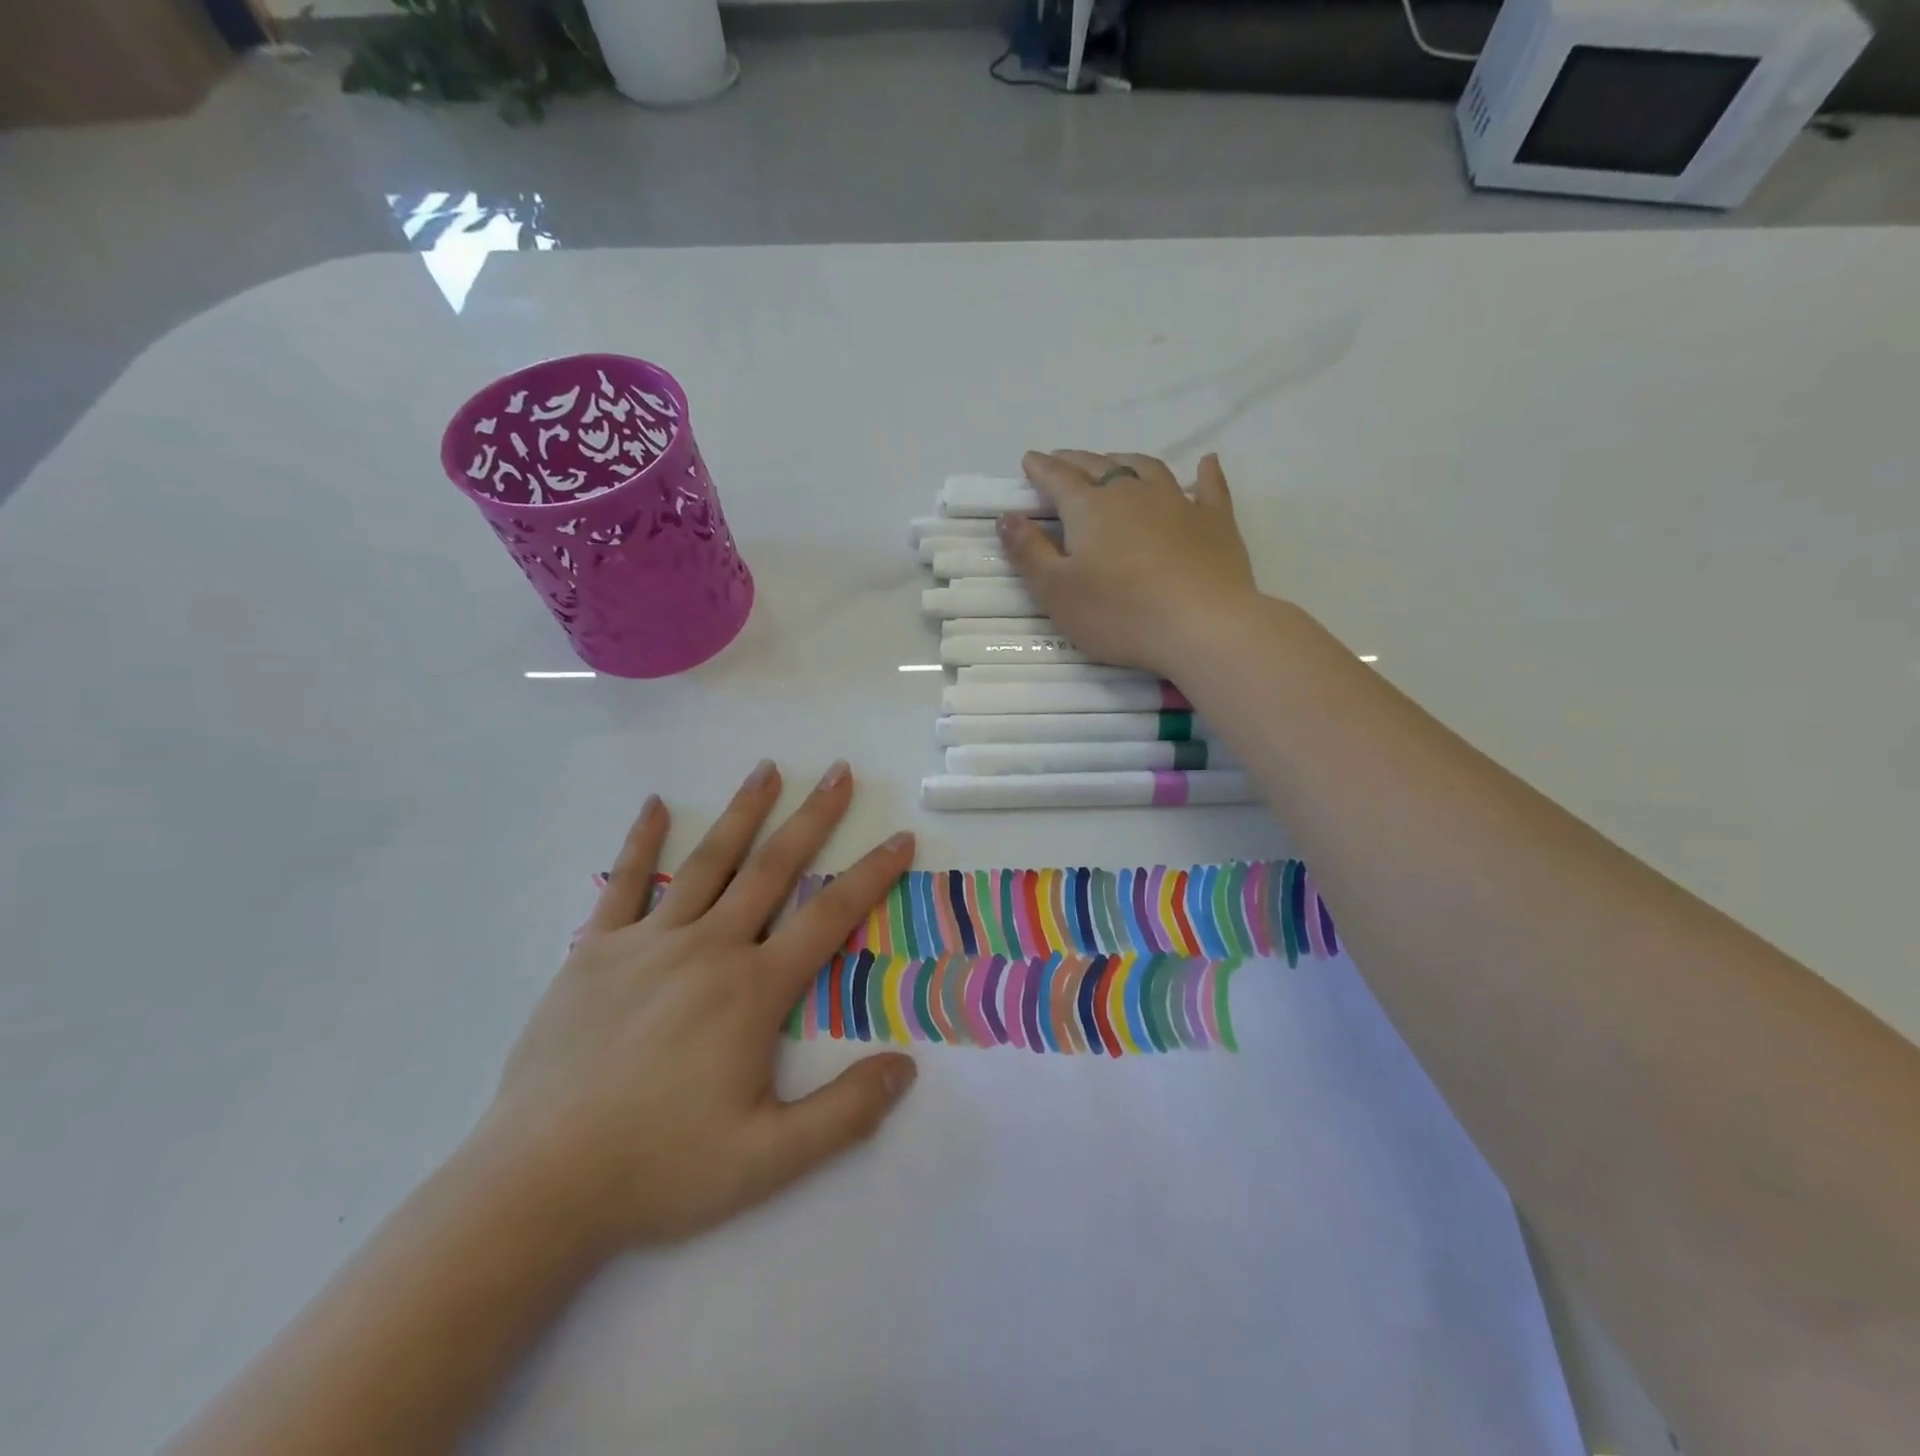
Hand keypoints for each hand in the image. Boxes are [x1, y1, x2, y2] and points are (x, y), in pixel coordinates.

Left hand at [474, 760, 917, 1251]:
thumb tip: (906, 1068)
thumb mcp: (768, 1159)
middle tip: (840, 773)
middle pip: (773, 869)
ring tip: (768, 769)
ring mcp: (648, 943)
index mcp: (752, 990)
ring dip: (743, 812)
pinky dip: (642, 840)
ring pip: (708, 862)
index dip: (871, 876)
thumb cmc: (660, 1168)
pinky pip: (623, 882)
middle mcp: (707, 949)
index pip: (829, 917)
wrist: (538, 1185)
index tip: (899, 839)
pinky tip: (654, 804)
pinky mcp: (595, 951)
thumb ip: (844, 1113)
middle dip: (814, 818)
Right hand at [1000, 451, 1257, 677]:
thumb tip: (1007, 517)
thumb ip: (1029, 553)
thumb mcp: (1057, 592)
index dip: (1041, 469)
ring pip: (1147, 468)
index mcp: (1090, 508)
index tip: (1029, 460)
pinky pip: (1209, 487)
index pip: (1058, 479)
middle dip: (1076, 462)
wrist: (1202, 626)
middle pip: (1099, 467)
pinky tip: (1206, 463)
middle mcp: (1132, 493)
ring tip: (1114, 462)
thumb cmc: (1119, 614)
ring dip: (1126, 461)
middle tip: (1063, 460)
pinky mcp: (1215, 521)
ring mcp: (1178, 502)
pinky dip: (1204, 473)